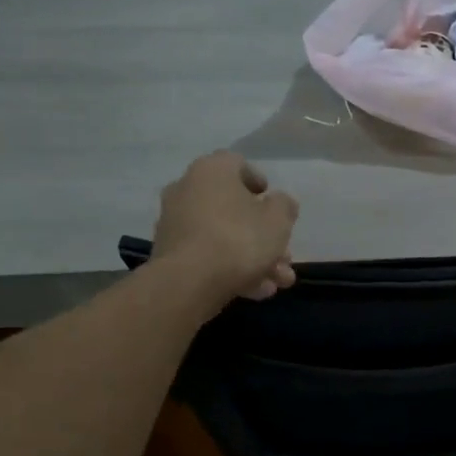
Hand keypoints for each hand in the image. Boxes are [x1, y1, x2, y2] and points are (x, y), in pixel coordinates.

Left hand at [153, 151, 298, 302]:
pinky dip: (231, 269)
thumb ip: (284, 206)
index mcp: (212, 171)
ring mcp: (175, 223)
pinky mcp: (170, 254)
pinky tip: (256, 291)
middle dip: (264, 235)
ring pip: (224, 237)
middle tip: (285, 257)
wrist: (188, 282)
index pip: (237, 164)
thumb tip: (280, 202)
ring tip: (278, 283)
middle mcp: (187, 190)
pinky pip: (208, 256)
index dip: (258, 181)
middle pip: (233, 209)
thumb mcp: (277, 220)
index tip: (272, 201)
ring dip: (254, 258)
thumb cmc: (238, 239)